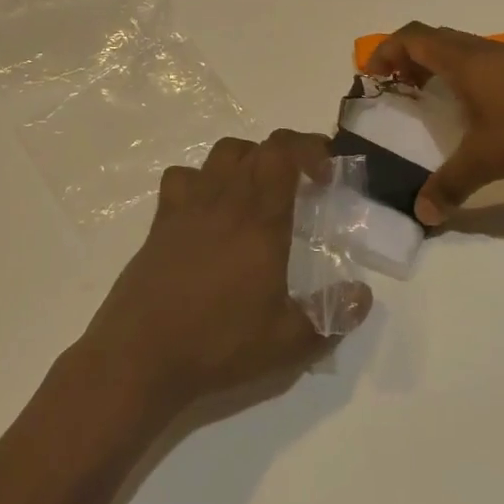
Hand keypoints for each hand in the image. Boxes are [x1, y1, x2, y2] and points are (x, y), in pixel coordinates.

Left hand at [83, 130, 373, 419]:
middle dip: (285, 154)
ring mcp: (188, 206)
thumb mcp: (288, 343)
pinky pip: (182, 178)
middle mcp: (225, 200)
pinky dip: (200, 179)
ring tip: (258, 190)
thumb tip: (363, 295)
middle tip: (302, 182)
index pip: (282, 153)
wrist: (141, 356)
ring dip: (246, 160)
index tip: (326, 170)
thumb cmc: (218, 344)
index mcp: (260, 219)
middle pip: (255, 148)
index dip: (308, 148)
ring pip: (220, 155)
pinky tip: (208, 208)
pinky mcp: (161, 222)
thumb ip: (332, 315)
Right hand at [364, 22, 503, 224]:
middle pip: (433, 38)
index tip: (372, 75)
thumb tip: (421, 215)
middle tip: (401, 88)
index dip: (386, 50)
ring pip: (462, 48)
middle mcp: (481, 50)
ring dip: (440, 66)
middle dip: (409, 59)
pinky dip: (468, 74)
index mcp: (460, 60)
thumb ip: (450, 185)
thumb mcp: (487, 159)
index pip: (411, 38)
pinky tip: (482, 108)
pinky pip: (486, 60)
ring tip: (437, 99)